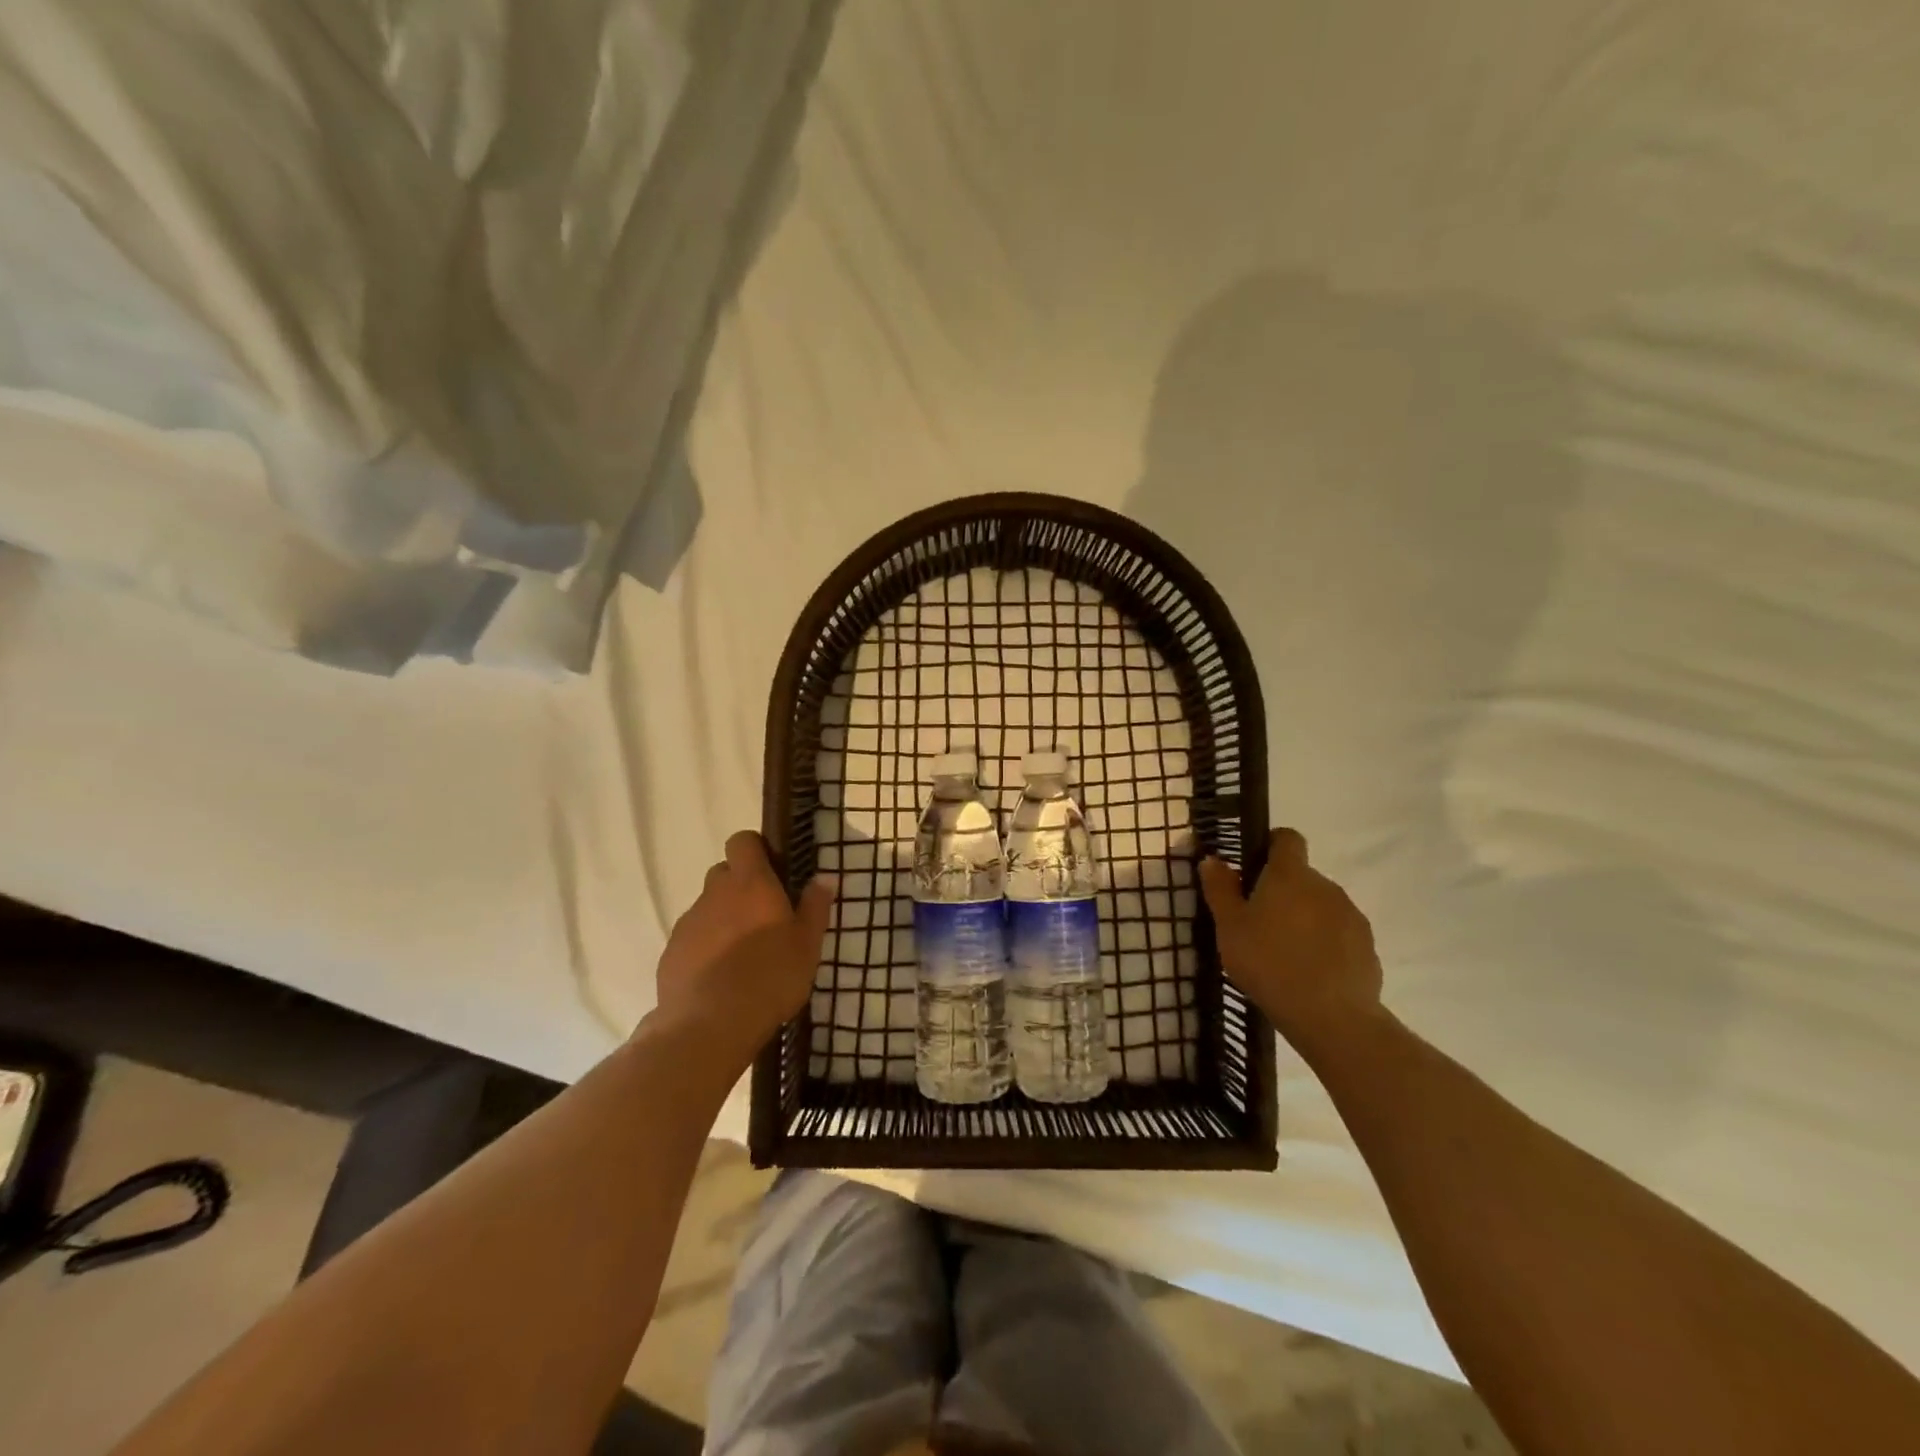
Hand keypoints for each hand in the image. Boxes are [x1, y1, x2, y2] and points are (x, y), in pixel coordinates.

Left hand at [652, 831, 836, 1067]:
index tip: (773, 870)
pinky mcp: (671, 952)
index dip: (755, 849)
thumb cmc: (770, 977)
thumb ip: (815, 906)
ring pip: (708, 907)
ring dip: (723, 918)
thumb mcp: (808, 944)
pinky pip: (692, 937)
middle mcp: (715, 893)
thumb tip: (824, 877)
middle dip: (741, 886)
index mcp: (751, 883)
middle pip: (724, 873)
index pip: (742, 841)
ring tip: (742, 953)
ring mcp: (689, 922)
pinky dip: (705, 947)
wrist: (709, 1024)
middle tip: (763, 915)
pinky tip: (719, 977)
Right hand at [1199, 827, 1384, 1053]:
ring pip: (1320, 905)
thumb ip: (1220, 889)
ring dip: (1304, 918)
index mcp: (1290, 874)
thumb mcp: (1229, 927)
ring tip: (1284, 953)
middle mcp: (1324, 885)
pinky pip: (1339, 933)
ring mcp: (1350, 915)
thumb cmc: (1268, 962)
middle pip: (1301, 876)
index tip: (1253, 869)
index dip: (1270, 846)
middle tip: (1257, 923)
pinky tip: (1309, 972)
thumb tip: (1213, 859)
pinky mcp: (1367, 945)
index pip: (1287, 838)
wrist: (1331, 1016)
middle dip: (1282, 892)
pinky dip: (1324, 943)